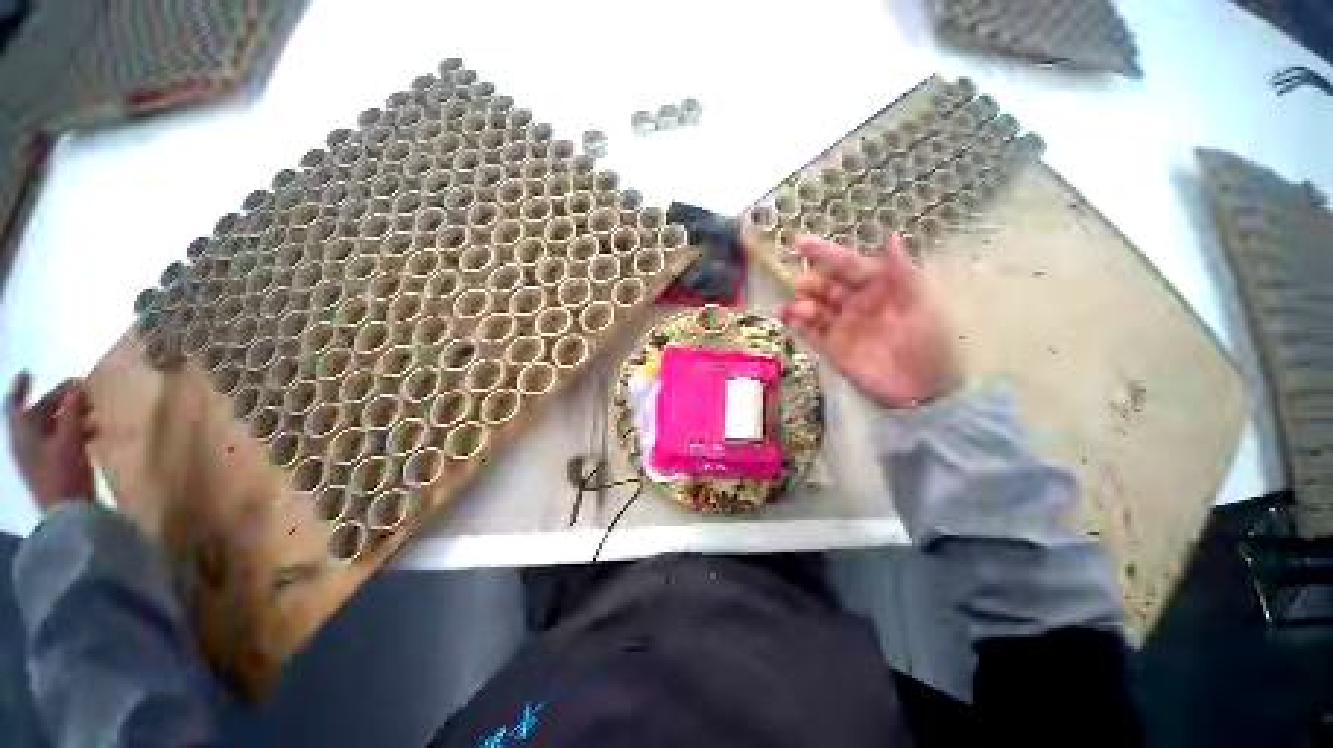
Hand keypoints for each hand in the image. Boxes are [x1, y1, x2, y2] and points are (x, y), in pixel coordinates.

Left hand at [7, 373, 95, 512]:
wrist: (69, 514)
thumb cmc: (63, 473)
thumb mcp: (70, 441)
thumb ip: (73, 412)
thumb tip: (78, 387)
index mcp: (23, 434)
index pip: (15, 404)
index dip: (21, 388)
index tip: (31, 373)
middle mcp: (26, 442)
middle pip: (38, 414)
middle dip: (58, 400)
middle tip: (81, 389)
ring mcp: (39, 456)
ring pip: (52, 427)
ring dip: (70, 415)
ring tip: (92, 409)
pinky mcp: (53, 465)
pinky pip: (61, 440)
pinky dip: (75, 431)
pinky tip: (94, 432)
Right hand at [773, 234, 961, 409]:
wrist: (919, 389)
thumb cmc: (925, 341)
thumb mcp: (920, 303)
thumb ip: (902, 272)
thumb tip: (892, 236)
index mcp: (877, 286)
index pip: (846, 265)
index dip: (824, 252)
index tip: (798, 243)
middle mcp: (855, 302)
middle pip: (825, 286)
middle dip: (811, 282)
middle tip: (802, 284)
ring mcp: (841, 325)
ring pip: (813, 308)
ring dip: (801, 304)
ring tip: (796, 308)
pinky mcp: (831, 347)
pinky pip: (809, 331)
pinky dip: (795, 324)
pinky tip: (783, 317)